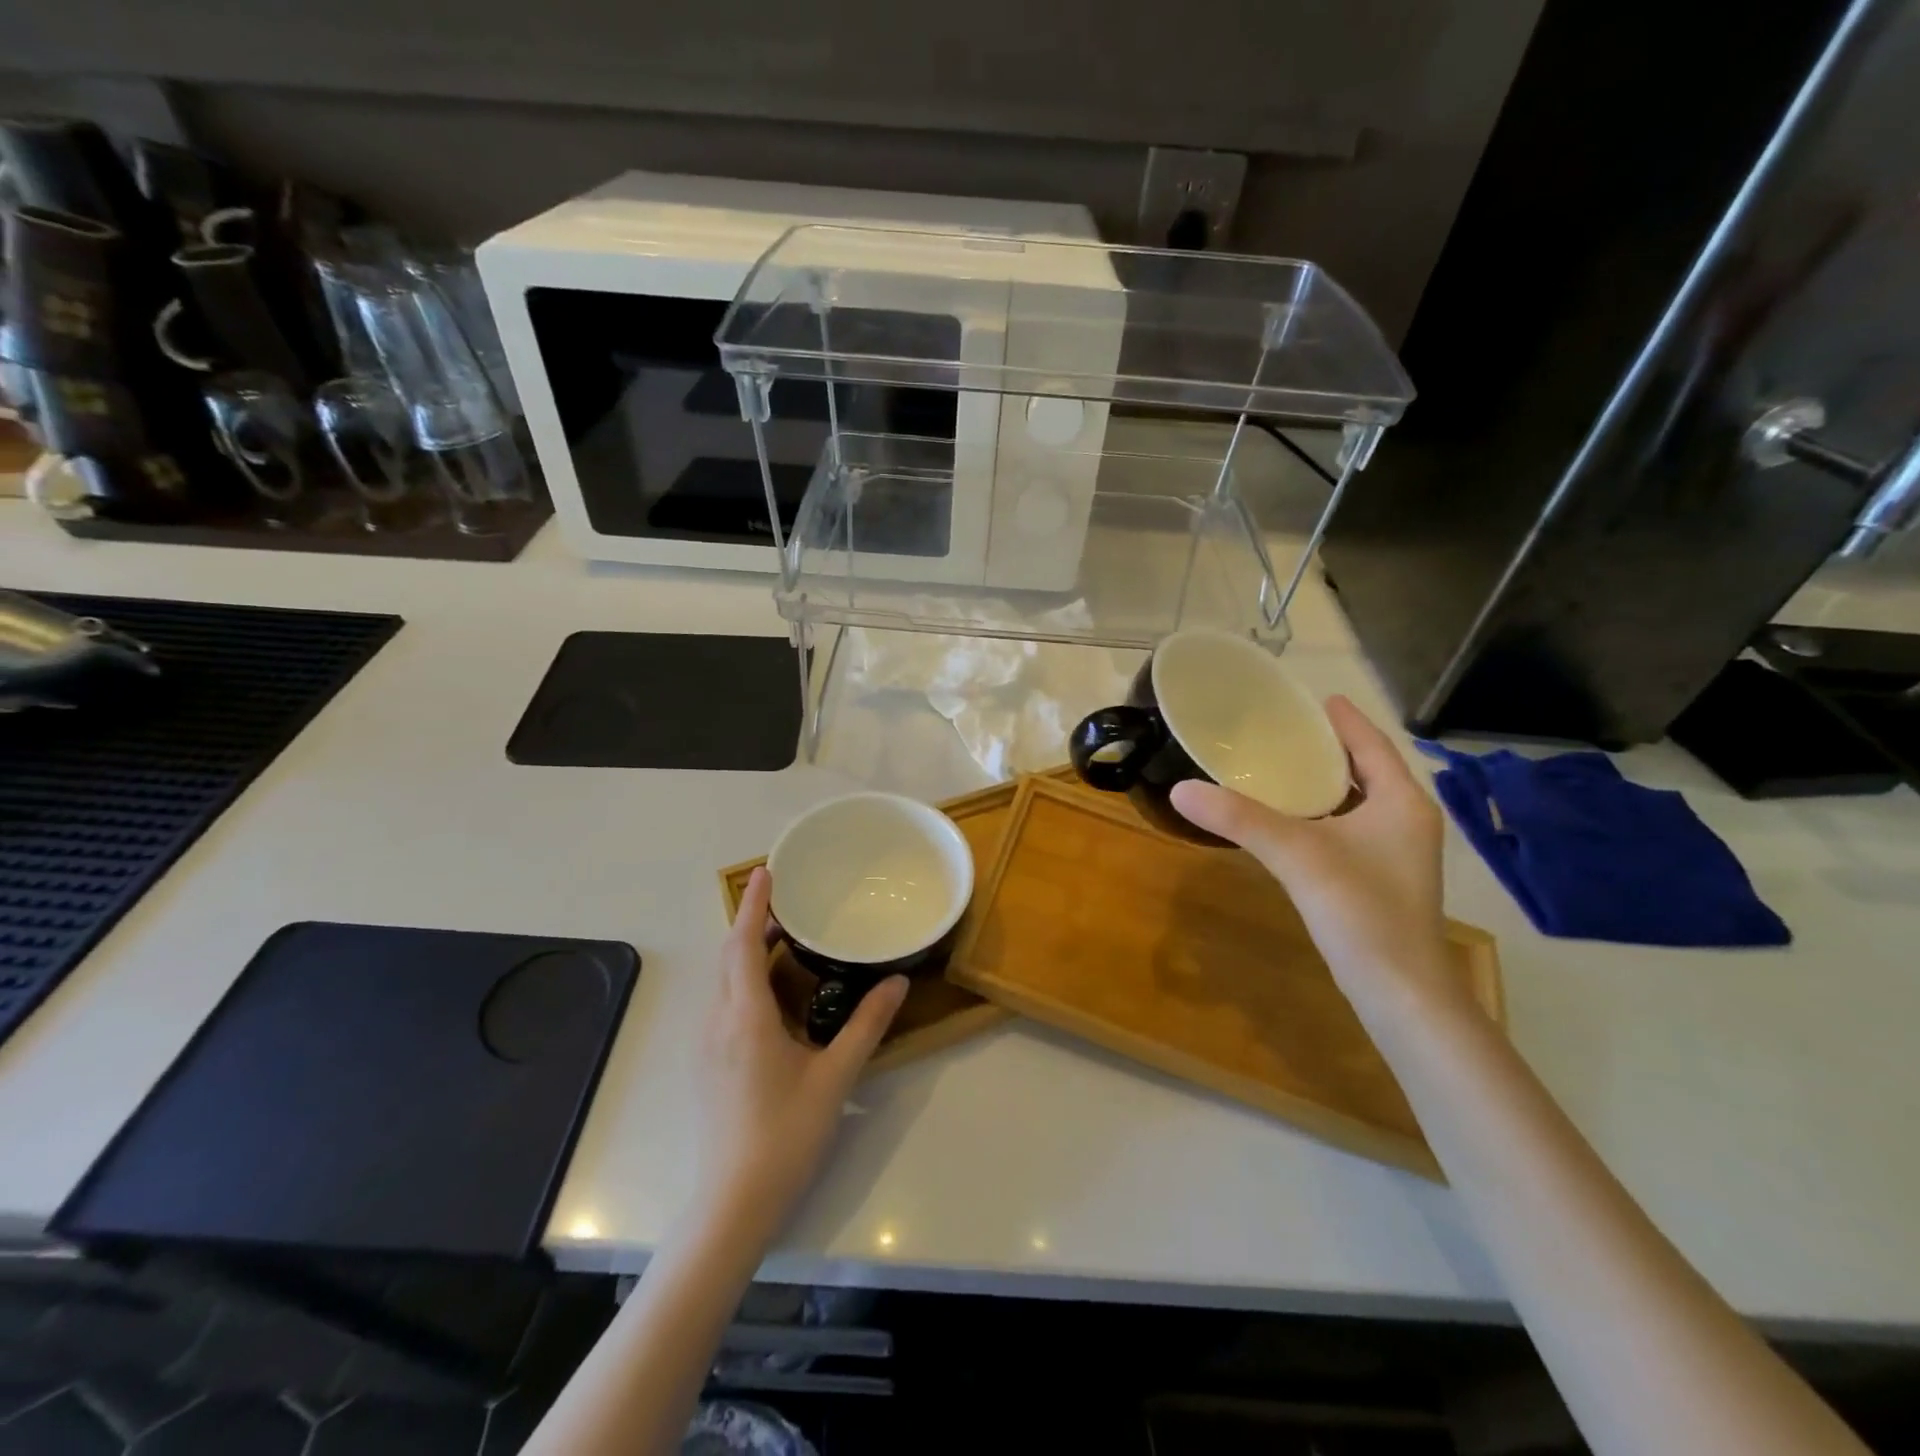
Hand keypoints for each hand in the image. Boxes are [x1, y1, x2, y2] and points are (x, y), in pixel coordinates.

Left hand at [695, 867, 908, 1222]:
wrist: (733, 1203)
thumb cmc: (785, 1134)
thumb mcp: (835, 1076)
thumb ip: (866, 1024)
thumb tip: (898, 982)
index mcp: (746, 1016)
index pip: (742, 943)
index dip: (753, 903)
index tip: (766, 870)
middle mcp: (719, 1021)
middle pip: (729, 957)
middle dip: (753, 922)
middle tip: (789, 904)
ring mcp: (708, 1045)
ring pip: (724, 981)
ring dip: (747, 952)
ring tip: (785, 941)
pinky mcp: (709, 1065)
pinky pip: (724, 1004)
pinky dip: (745, 980)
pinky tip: (775, 997)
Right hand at [1170, 695, 1464, 1013]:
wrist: (1399, 992)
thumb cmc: (1362, 912)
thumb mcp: (1297, 855)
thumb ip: (1240, 819)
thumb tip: (1181, 789)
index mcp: (1401, 802)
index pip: (1372, 745)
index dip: (1345, 720)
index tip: (1318, 697)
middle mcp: (1406, 821)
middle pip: (1368, 770)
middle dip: (1332, 748)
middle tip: (1289, 728)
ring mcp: (1396, 854)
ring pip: (1359, 802)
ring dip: (1328, 782)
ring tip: (1285, 765)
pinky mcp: (1381, 880)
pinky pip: (1350, 828)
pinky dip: (1324, 814)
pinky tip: (1291, 820)